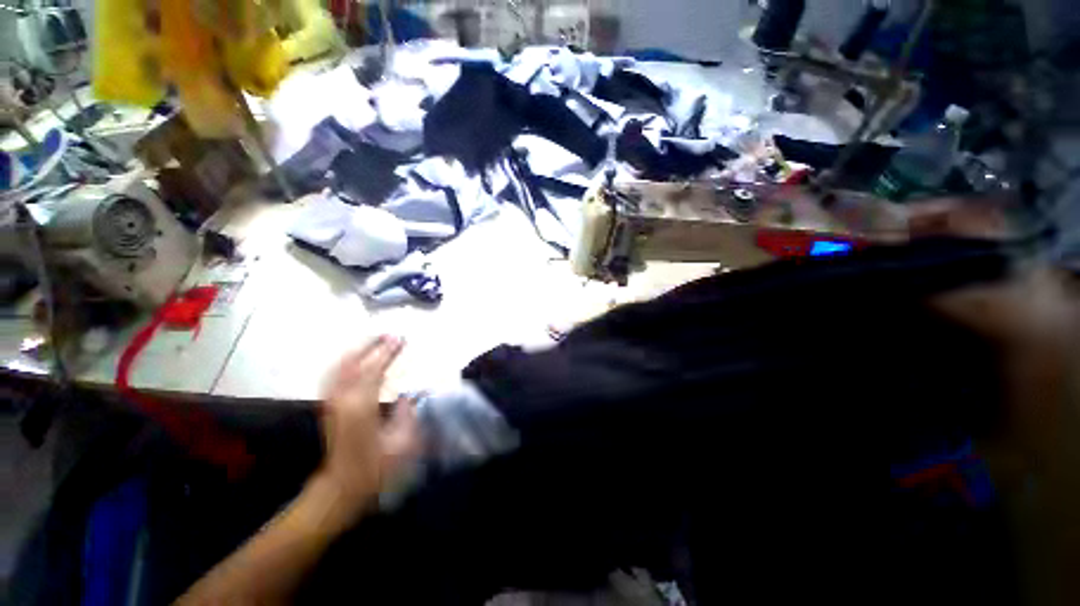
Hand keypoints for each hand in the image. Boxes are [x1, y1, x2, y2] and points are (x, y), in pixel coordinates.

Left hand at [316, 336, 419, 511]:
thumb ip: (407, 413)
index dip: (388, 352)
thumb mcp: (402, 443)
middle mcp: (342, 399)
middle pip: (354, 363)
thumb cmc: (375, 468)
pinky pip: (335, 374)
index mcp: (361, 407)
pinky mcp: (329, 406)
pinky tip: (356, 358)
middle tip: (390, 334)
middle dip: (372, 345)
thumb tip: (408, 394)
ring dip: (358, 350)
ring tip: (375, 340)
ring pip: (341, 366)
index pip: (374, 369)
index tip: (401, 338)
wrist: (342, 486)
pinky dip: (346, 361)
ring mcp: (332, 402)